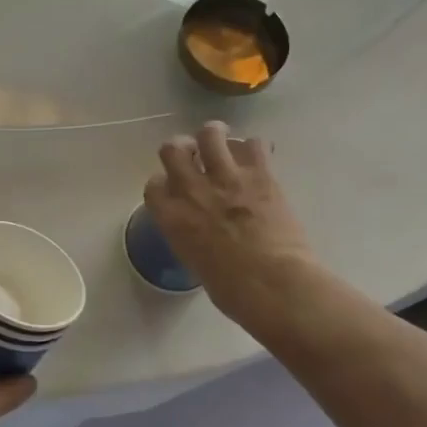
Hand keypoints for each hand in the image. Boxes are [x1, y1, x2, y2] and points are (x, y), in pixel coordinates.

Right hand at [143, 122, 315, 328]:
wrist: (273, 284)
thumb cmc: (233, 291)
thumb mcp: (197, 266)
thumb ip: (193, 241)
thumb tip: (205, 237)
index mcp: (172, 218)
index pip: (154, 185)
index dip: (163, 183)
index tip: (172, 188)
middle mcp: (192, 190)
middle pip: (173, 149)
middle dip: (182, 148)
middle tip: (194, 154)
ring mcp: (226, 178)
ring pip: (210, 134)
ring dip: (214, 135)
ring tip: (223, 141)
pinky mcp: (260, 174)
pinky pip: (253, 143)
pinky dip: (254, 147)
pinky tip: (258, 157)